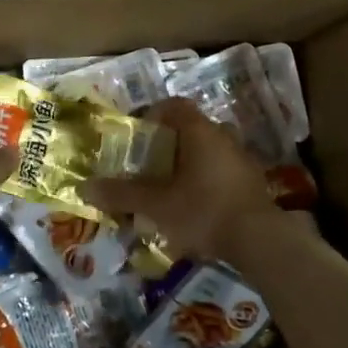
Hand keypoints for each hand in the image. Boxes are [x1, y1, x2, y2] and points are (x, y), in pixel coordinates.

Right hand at [81, 98, 275, 264]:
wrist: (262, 242)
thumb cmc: (204, 210)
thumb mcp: (157, 205)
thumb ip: (122, 194)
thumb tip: (85, 187)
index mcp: (200, 131)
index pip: (174, 106)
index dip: (153, 114)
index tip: (138, 134)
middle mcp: (223, 137)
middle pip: (191, 129)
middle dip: (168, 144)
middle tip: (149, 164)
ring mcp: (242, 160)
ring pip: (208, 152)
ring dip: (189, 164)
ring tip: (170, 189)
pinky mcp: (253, 184)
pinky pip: (222, 172)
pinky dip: (206, 182)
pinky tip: (196, 208)